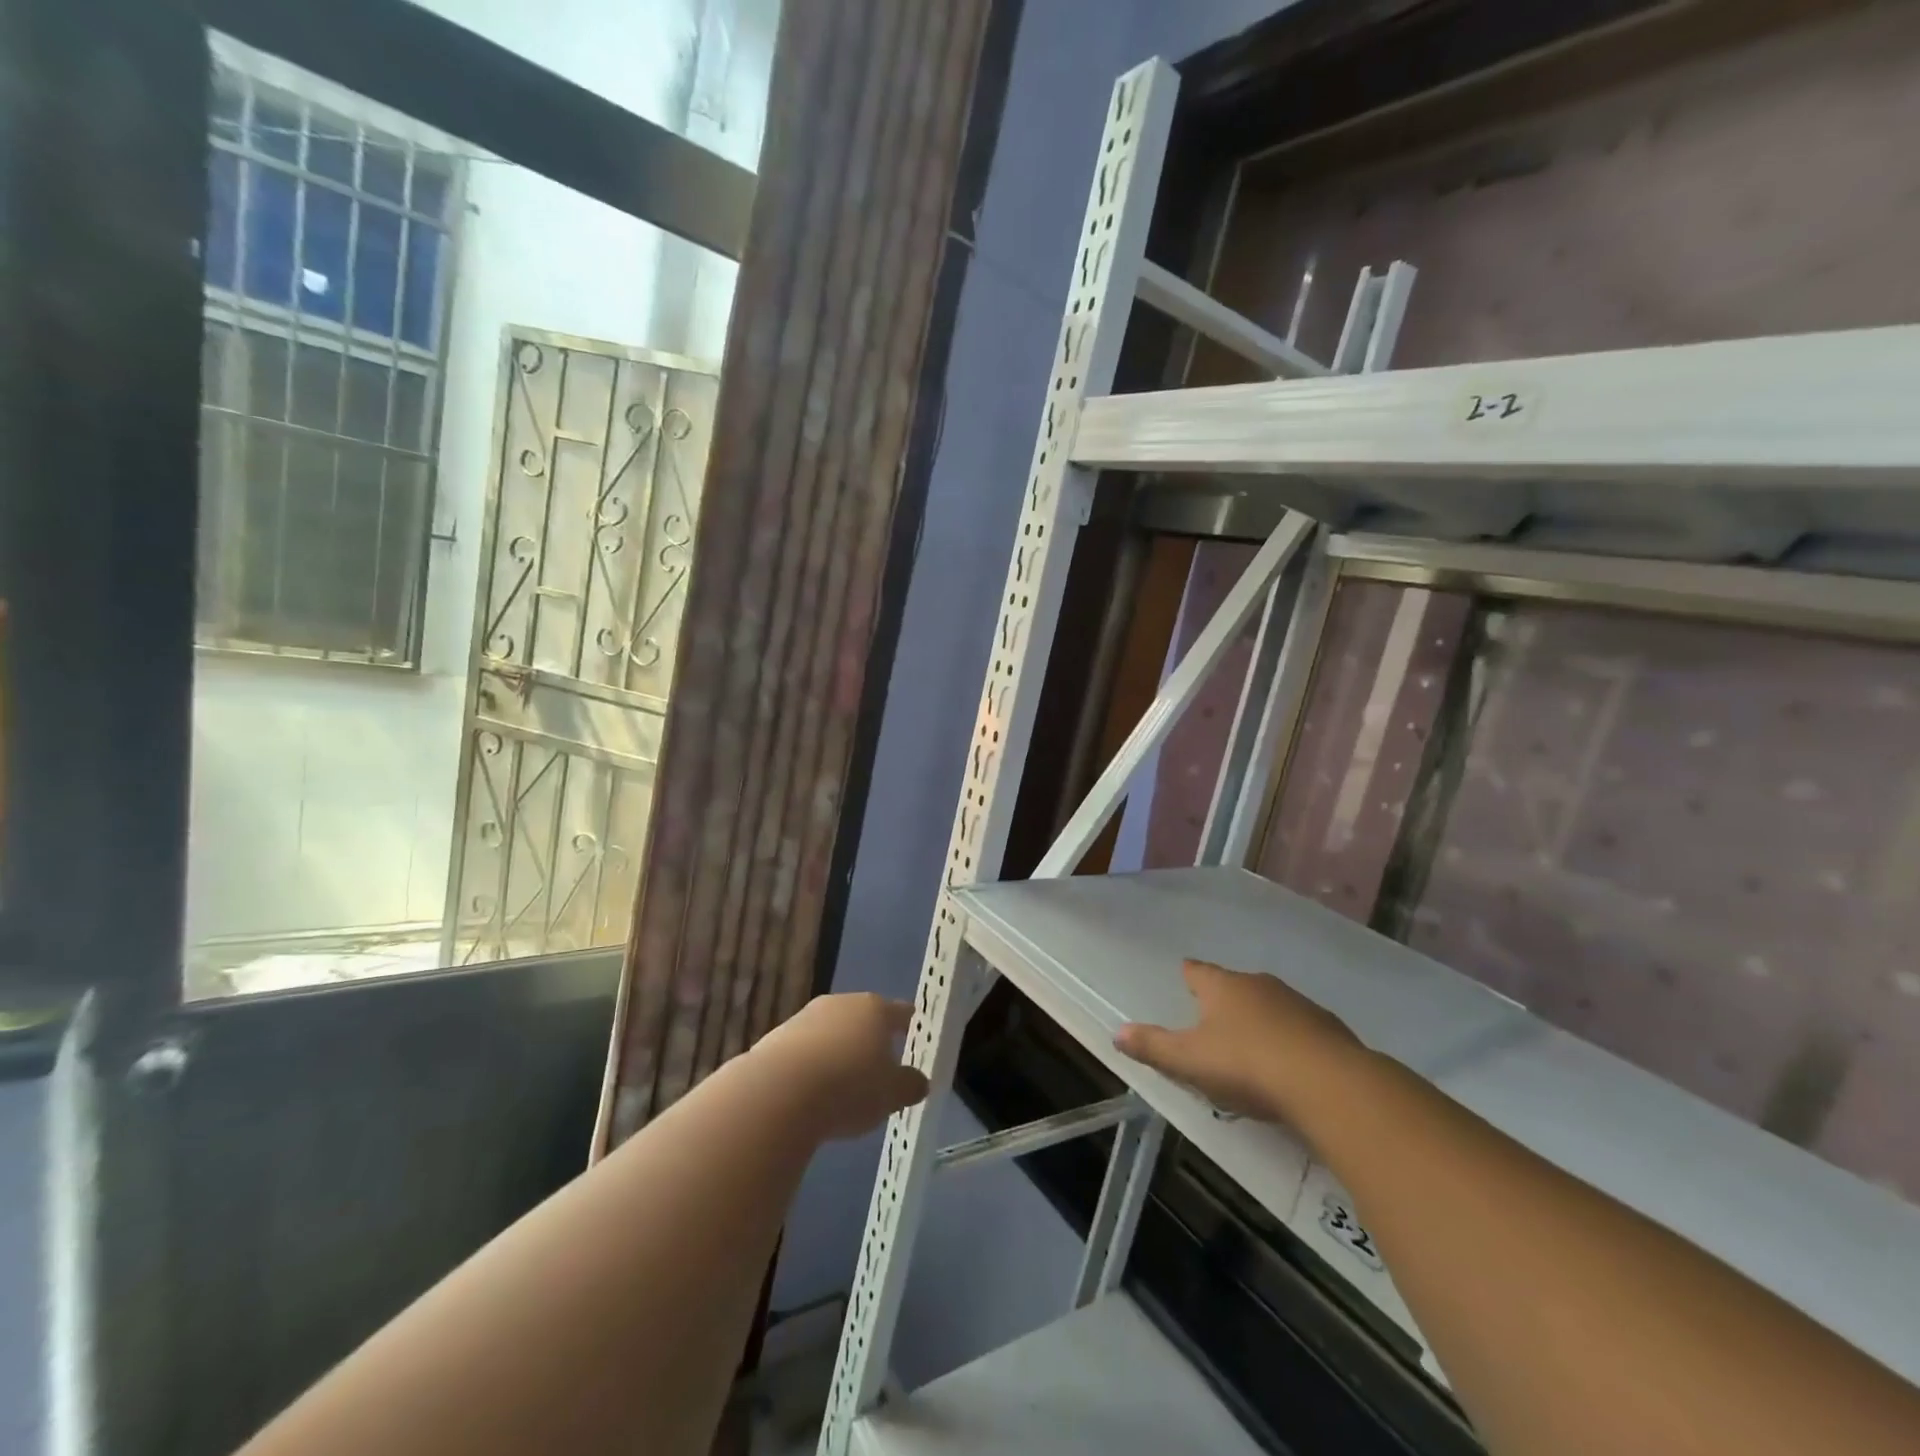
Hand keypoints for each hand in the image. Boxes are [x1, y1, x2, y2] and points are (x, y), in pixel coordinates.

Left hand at [754, 994, 930, 1141]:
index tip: (914, 1029)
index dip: (908, 1022)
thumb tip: (919, 1081)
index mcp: (875, 1009)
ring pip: (830, 1032)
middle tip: (878, 1063)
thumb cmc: (849, 1087)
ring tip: (842, 1083)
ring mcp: (804, 1018)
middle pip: (861, 1017)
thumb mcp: (892, 1095)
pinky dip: (810, 1066)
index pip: (900, 1011)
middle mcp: (840, 1004)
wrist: (778, 1092)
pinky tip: (810, 1092)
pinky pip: (803, 1051)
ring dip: (837, 1051)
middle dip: (869, 1038)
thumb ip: (910, 1085)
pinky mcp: (775, 1039)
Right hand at [1114, 961, 1362, 1122]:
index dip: (1188, 975)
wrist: (1328, 1083)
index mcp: (1221, 986)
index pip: (1197, 971)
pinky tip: (1290, 1063)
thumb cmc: (1247, 1064)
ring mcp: (1297, 1004)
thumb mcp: (1189, 1060)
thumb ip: (1153, 1046)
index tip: (1183, 978)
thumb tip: (1116, 1033)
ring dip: (1260, 1019)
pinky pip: (1301, 1028)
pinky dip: (1291, 1039)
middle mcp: (1258, 984)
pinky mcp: (1329, 1028)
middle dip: (1224, 999)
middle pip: (1234, 985)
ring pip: (1270, 1004)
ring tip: (1251, 1045)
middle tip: (1212, 1020)